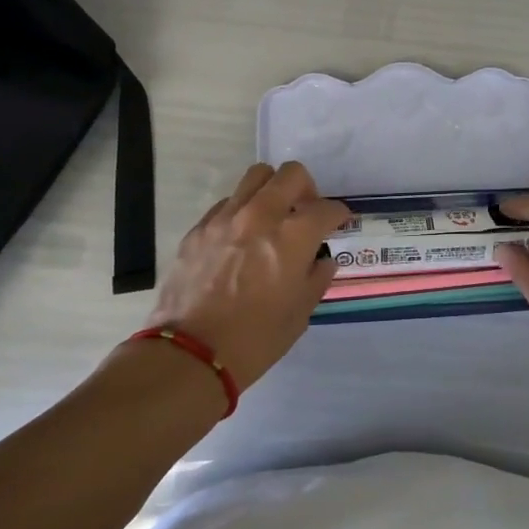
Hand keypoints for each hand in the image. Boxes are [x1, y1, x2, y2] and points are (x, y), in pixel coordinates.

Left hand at [143, 162, 347, 392]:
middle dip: (306, 188)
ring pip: (256, 177)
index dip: (338, 215)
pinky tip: (239, 238)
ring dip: (271, 190)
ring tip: (271, 216)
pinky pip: (227, 203)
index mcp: (293, 236)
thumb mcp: (299, 314)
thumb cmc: (254, 339)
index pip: (326, 208)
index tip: (338, 223)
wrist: (189, 355)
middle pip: (291, 174)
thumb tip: (322, 261)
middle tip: (304, 212)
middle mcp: (261, 215)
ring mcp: (226, 218)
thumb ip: (316, 279)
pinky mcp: (199, 228)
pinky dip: (241, 211)